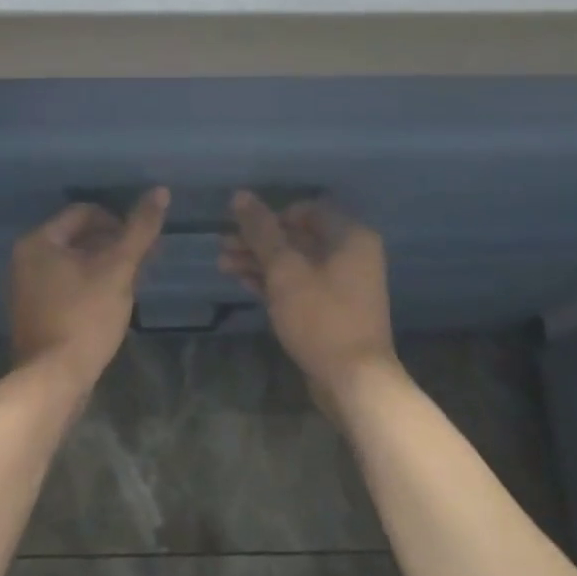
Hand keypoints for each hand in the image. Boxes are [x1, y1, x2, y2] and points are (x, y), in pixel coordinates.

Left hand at [6, 189, 168, 389]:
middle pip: (77, 237)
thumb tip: (160, 191)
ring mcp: (25, 288)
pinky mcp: (33, 313)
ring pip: (72, 263)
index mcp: (38, 242)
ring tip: (131, 283)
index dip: (118, 222)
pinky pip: (64, 286)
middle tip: (142, 263)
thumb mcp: (118, 270)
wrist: (54, 379)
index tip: (142, 243)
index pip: (83, 213)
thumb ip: (139, 230)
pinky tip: (110, 304)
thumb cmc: (85, 317)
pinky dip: (88, 287)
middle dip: (112, 245)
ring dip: (103, 267)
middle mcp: (24, 259)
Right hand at [220, 192, 398, 410]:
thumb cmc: (321, 317)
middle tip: (222, 244)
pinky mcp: (331, 309)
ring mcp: (342, 284)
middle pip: (297, 236)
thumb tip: (240, 195)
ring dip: (260, 261)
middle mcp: (351, 254)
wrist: (354, 380)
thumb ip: (262, 231)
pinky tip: (242, 281)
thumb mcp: (285, 271)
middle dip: (258, 240)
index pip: (306, 210)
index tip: (241, 227)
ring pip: (295, 262)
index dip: (271, 216)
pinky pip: (299, 284)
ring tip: (222, 264)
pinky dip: (272, 282)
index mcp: (349, 236)